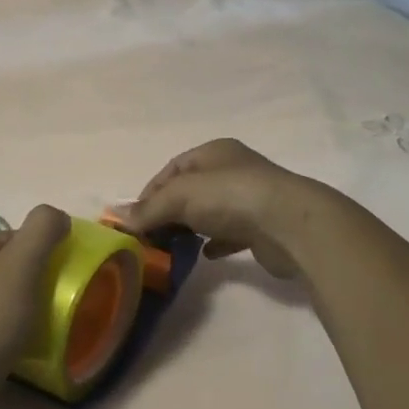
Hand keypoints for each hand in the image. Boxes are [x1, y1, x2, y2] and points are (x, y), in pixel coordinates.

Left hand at [0, 205, 69, 408]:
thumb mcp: (20, 265)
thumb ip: (42, 230)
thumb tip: (58, 216)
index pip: (21, 237)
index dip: (47, 254)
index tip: (65, 279)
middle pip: (14, 266)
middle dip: (39, 283)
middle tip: (61, 304)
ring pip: (6, 297)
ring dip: (29, 309)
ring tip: (48, 328)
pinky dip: (14, 332)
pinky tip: (25, 347)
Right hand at [117, 139, 324, 279]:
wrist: (290, 225)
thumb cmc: (231, 197)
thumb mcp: (180, 196)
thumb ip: (149, 208)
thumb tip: (118, 218)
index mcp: (214, 152)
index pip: (173, 168)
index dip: (151, 191)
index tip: (135, 218)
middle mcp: (233, 170)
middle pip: (191, 190)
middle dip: (169, 212)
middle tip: (150, 236)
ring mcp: (251, 199)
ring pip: (211, 212)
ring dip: (191, 227)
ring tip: (172, 247)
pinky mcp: (262, 228)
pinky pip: (231, 234)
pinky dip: (215, 243)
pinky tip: (205, 255)